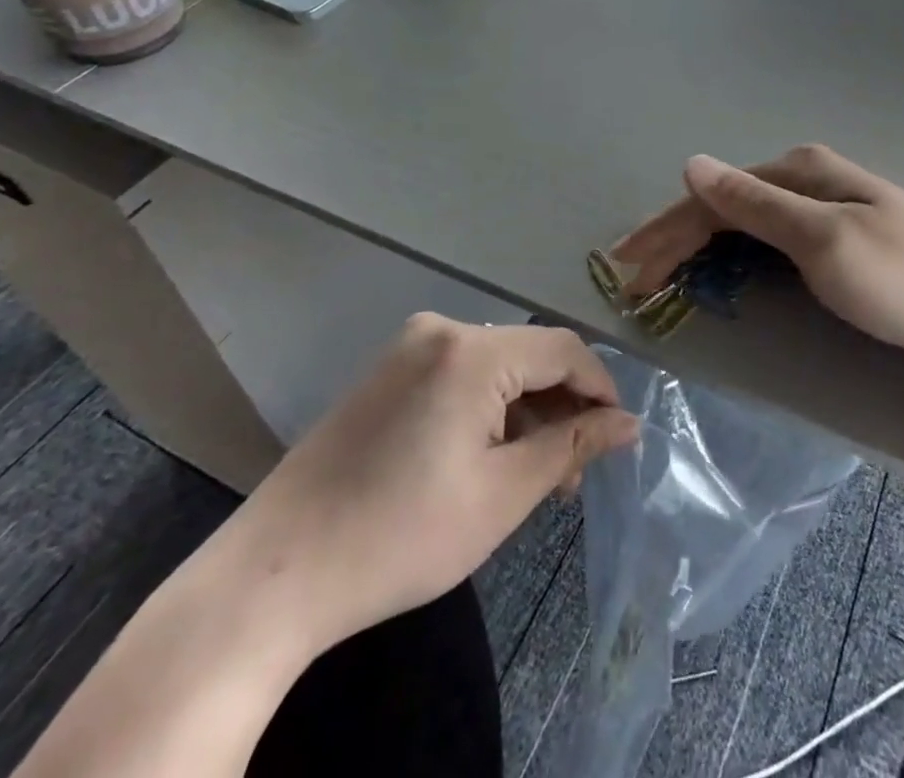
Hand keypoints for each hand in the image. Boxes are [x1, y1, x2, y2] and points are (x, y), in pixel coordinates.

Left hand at [218, 316, 639, 658]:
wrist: (276, 573)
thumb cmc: (401, 535)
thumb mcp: (503, 494)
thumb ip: (571, 446)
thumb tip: (628, 423)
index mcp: (471, 350)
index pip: (563, 348)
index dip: (599, 388)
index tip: (617, 438)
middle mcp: (441, 330)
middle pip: (528, 355)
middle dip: (561, 406)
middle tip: (572, 473)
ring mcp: (407, 348)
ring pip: (495, 366)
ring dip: (524, 411)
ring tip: (535, 475)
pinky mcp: (386, 372)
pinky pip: (459, 375)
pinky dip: (487, 408)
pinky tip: (488, 457)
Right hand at [612, 145, 903, 368]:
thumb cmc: (900, 278)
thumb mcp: (823, 241)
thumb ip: (755, 203)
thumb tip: (691, 164)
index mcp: (797, 172)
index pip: (711, 198)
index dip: (665, 233)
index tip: (627, 271)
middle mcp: (801, 178)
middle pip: (719, 206)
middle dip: (671, 239)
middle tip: (629, 277)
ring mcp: (816, 204)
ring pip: (737, 221)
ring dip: (693, 246)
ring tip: (656, 273)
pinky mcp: (828, 233)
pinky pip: (759, 236)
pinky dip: (726, 252)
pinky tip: (710, 265)